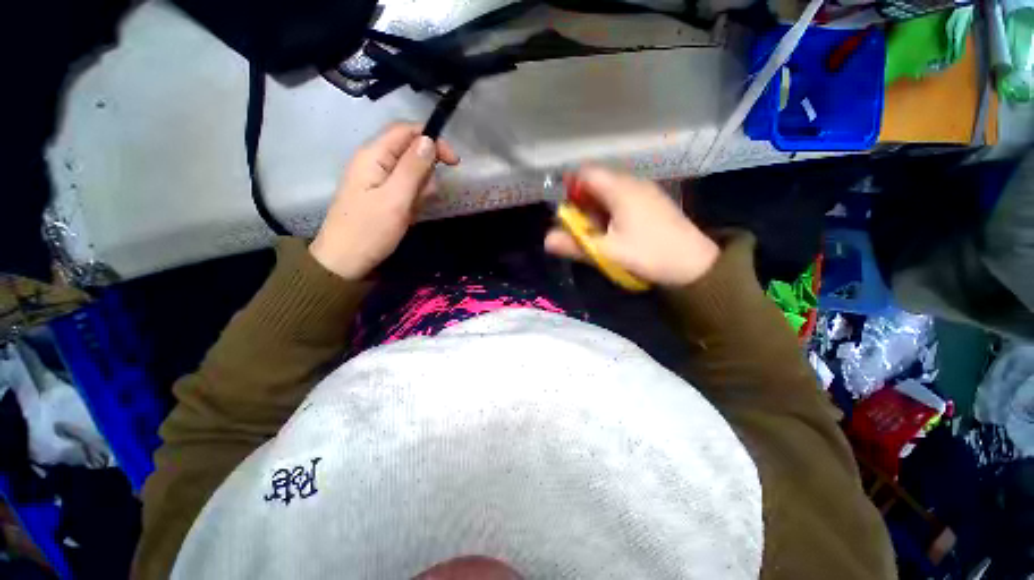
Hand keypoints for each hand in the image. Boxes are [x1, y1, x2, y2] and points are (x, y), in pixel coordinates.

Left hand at [310, 123, 459, 279]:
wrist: (344, 261)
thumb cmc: (370, 230)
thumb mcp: (396, 199)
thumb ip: (413, 168)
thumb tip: (429, 140)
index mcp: (373, 155)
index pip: (406, 130)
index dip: (433, 139)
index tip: (454, 162)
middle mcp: (373, 160)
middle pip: (409, 149)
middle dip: (426, 169)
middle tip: (428, 194)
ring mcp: (375, 178)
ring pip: (409, 170)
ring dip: (420, 186)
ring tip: (415, 207)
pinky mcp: (379, 194)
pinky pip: (404, 186)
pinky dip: (413, 196)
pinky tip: (409, 211)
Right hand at [544, 166, 718, 286]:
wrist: (695, 265)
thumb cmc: (648, 254)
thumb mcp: (607, 253)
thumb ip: (575, 244)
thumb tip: (546, 240)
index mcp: (620, 189)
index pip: (586, 172)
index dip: (570, 187)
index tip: (566, 211)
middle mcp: (633, 182)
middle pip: (596, 182)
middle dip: (582, 203)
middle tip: (580, 228)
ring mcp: (646, 191)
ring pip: (610, 191)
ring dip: (596, 209)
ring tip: (597, 233)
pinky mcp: (653, 202)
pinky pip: (623, 198)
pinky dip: (611, 211)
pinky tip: (615, 232)